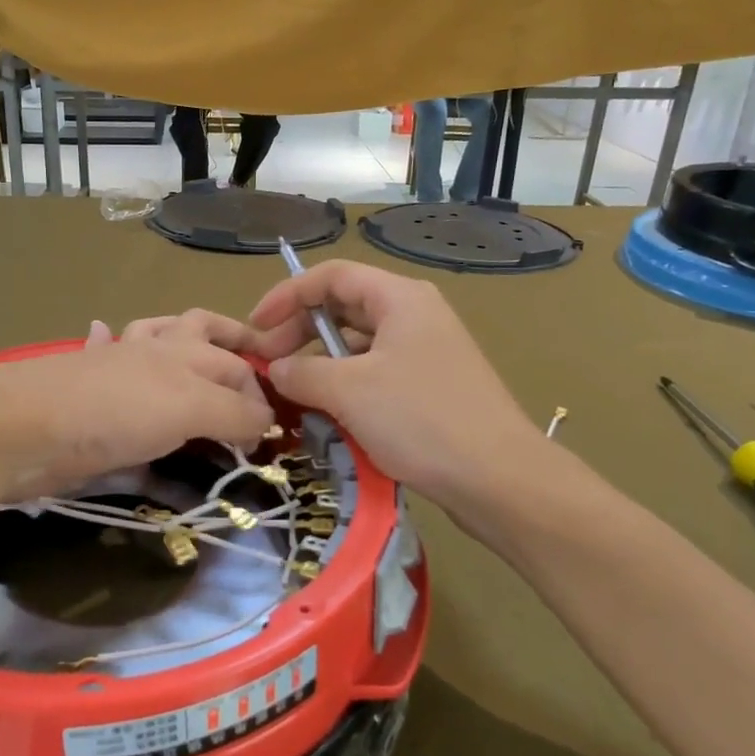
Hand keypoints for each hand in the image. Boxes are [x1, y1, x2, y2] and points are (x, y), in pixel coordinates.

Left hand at [0, 330, 275, 502]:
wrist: (24, 426)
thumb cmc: (116, 413)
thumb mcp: (189, 409)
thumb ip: (234, 413)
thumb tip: (266, 423)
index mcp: (183, 351)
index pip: (237, 366)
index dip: (261, 395)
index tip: (273, 435)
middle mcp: (152, 351)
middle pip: (200, 334)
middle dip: (230, 348)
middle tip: (252, 376)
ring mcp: (113, 366)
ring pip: (153, 334)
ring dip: (177, 337)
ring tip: (196, 351)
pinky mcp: (84, 391)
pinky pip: (101, 351)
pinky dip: (108, 340)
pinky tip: (107, 334)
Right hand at [248, 261, 548, 514]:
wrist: (499, 479)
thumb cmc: (421, 420)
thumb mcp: (349, 391)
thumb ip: (302, 372)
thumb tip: (274, 369)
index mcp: (400, 298)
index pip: (331, 276)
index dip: (286, 295)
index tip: (254, 328)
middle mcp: (414, 315)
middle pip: (343, 307)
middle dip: (299, 331)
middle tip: (267, 365)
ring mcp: (425, 352)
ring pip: (357, 345)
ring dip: (319, 363)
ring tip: (290, 393)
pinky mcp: (430, 387)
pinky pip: (375, 373)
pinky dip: (345, 386)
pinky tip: (325, 414)